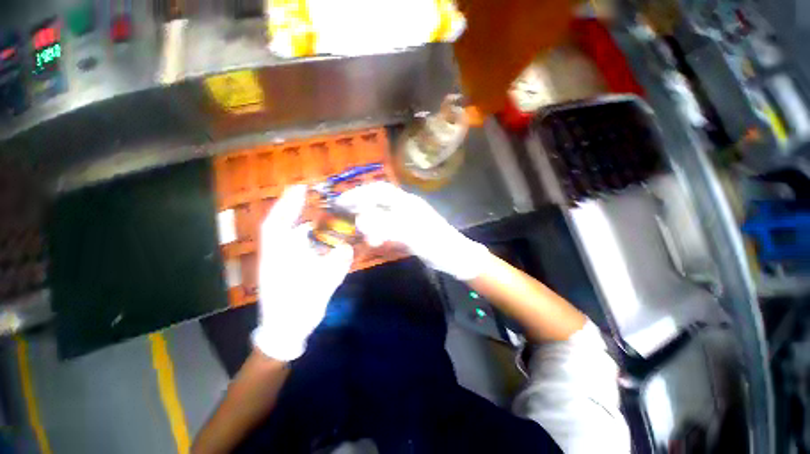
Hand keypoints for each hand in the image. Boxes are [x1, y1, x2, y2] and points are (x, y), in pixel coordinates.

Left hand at [252, 185, 353, 361]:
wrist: (285, 332)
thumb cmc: (297, 310)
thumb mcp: (320, 287)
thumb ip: (335, 265)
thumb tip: (348, 247)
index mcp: (278, 257)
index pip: (277, 224)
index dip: (287, 204)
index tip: (300, 187)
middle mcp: (278, 254)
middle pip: (286, 226)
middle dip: (299, 210)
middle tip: (319, 200)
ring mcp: (283, 260)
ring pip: (295, 237)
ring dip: (310, 227)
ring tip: (329, 220)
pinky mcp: (290, 267)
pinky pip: (303, 248)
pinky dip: (315, 241)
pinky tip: (328, 241)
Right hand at [337, 182, 487, 280]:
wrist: (456, 257)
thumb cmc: (438, 245)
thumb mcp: (415, 236)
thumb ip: (389, 226)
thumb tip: (362, 220)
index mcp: (408, 203)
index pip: (379, 191)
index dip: (359, 193)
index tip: (342, 202)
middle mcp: (405, 207)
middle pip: (378, 201)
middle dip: (361, 208)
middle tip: (348, 220)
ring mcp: (406, 219)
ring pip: (381, 214)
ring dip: (370, 223)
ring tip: (366, 238)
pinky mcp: (407, 231)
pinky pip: (387, 227)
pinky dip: (377, 232)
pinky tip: (375, 241)